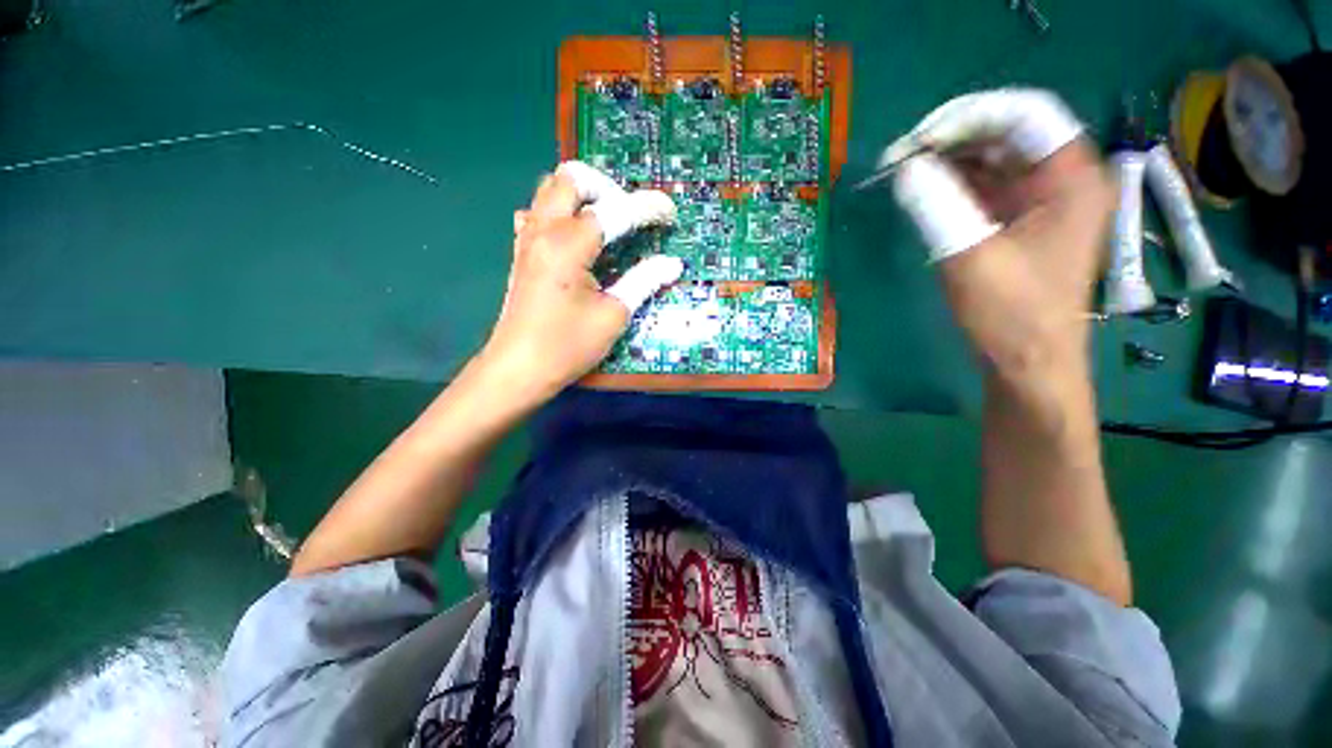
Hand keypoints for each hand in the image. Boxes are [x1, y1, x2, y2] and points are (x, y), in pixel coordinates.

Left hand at [477, 161, 683, 402]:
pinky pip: (538, 212)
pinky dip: (560, 212)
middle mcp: (543, 230)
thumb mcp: (614, 315)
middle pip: (572, 177)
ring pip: (550, 188)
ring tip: (608, 222)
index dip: (647, 207)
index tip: (670, 213)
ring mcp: (527, 239)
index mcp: (568, 245)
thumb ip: (644, 281)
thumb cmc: (567, 346)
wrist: (518, 369)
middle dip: (608, 187)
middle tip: (630, 215)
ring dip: (583, 195)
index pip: (614, 211)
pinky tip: (575, 237)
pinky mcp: (521, 252)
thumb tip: (672, 264)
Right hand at [889, 90, 1113, 381]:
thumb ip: (937, 207)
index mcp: (1072, 178)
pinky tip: (921, 190)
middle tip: (899, 158)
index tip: (916, 140)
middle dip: (951, 138)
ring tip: (902, 172)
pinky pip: (984, 184)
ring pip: (992, 157)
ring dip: (946, 160)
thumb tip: (904, 168)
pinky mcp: (1019, 218)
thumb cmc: (1012, 316)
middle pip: (1007, 131)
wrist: (1028, 363)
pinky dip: (951, 183)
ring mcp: (1041, 198)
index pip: (1024, 114)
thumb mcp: (971, 259)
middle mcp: (1063, 177)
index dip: (968, 116)